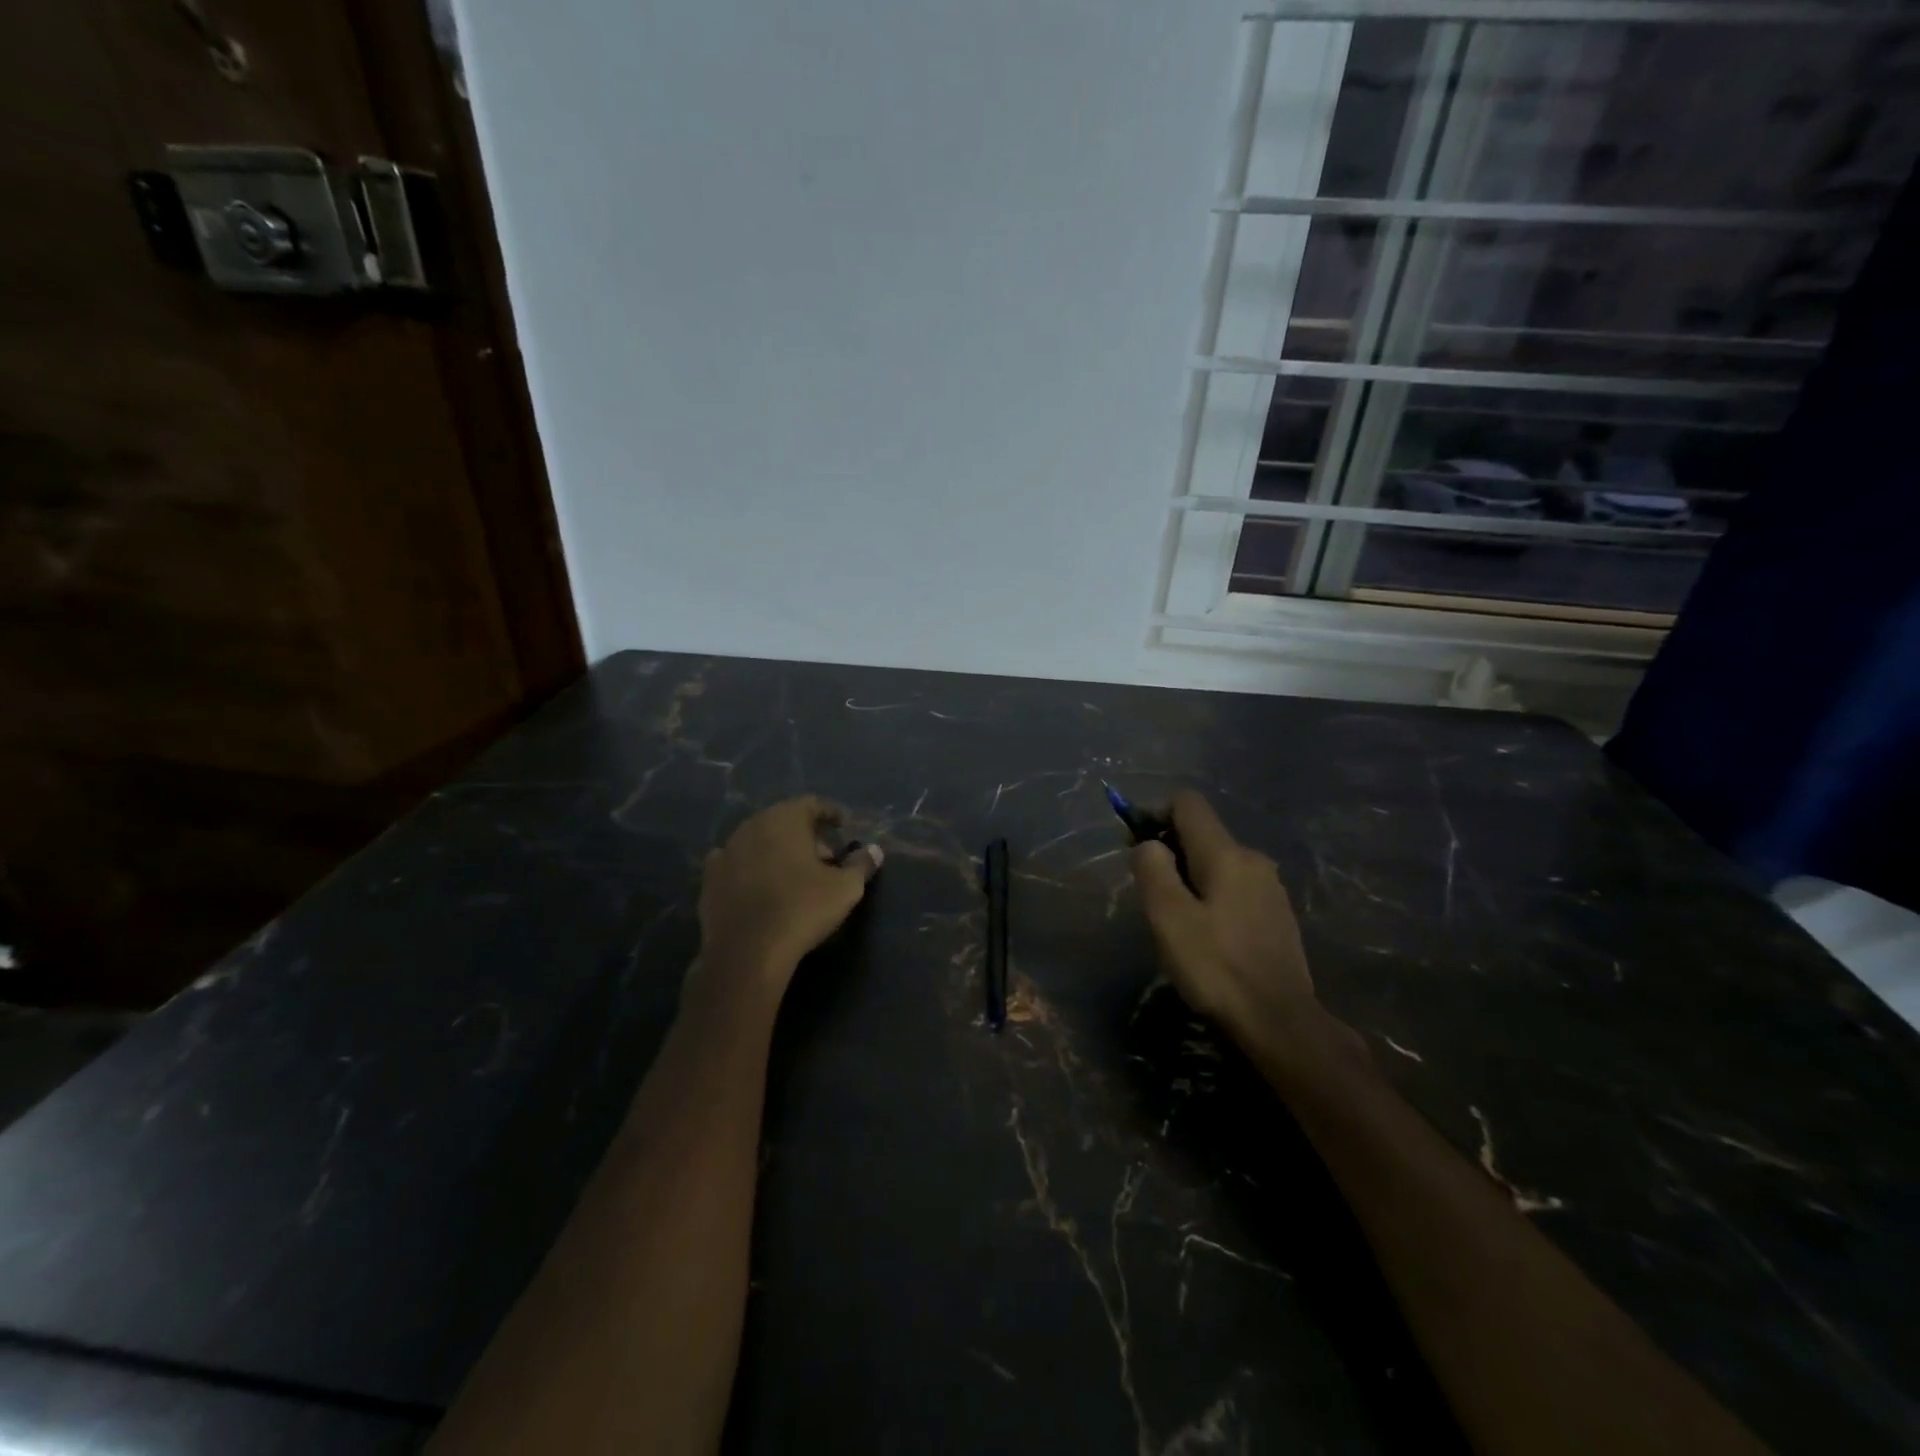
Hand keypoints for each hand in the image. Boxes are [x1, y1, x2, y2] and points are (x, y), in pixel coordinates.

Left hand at [693, 797, 883, 1008]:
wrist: (746, 952)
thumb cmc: (802, 909)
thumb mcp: (845, 888)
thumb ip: (862, 864)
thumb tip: (874, 851)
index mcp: (784, 819)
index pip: (812, 804)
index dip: (831, 813)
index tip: (844, 826)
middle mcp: (752, 826)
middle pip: (785, 821)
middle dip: (807, 836)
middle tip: (826, 858)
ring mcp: (726, 852)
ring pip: (759, 841)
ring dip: (779, 851)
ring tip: (797, 875)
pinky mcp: (710, 880)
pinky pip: (737, 864)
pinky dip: (752, 869)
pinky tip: (761, 886)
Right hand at [1131, 791, 1328, 1059]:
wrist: (1281, 1023)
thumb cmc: (1217, 968)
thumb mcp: (1168, 917)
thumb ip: (1153, 869)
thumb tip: (1148, 844)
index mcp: (1226, 854)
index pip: (1188, 803)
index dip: (1155, 812)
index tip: (1134, 845)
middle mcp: (1253, 859)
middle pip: (1202, 833)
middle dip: (1168, 848)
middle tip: (1147, 890)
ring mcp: (1270, 887)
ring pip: (1217, 861)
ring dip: (1188, 875)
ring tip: (1173, 917)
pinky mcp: (1276, 914)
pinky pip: (1234, 886)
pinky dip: (1210, 894)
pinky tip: (1204, 933)